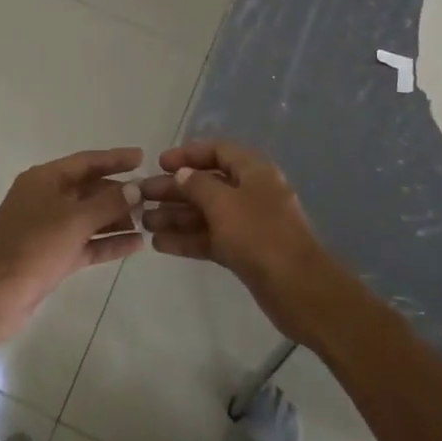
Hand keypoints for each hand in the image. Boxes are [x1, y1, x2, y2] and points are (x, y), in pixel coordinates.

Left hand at [0, 149, 143, 343]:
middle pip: (88, 189)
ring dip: (116, 218)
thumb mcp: (74, 220)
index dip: (114, 159)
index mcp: (45, 179)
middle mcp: (46, 198)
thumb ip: (108, 203)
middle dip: (119, 193)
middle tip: (151, 196)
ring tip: (149, 220)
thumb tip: (135, 188)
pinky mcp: (51, 256)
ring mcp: (47, 228)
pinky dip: (107, 242)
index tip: (142, 157)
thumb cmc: (32, 247)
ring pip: (89, 217)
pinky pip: (85, 242)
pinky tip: (136, 244)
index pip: (86, 161)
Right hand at [138, 139, 343, 341]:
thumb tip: (183, 174)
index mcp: (253, 170)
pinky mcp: (243, 251)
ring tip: (144, 221)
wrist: (299, 289)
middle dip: (174, 189)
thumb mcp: (224, 203)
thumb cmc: (260, 234)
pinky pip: (210, 238)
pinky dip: (187, 239)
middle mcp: (250, 192)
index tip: (160, 163)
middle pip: (207, 183)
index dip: (188, 154)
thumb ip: (198, 185)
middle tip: (142, 195)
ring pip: (205, 213)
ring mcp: (247, 223)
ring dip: (176, 215)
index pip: (218, 151)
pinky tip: (159, 244)